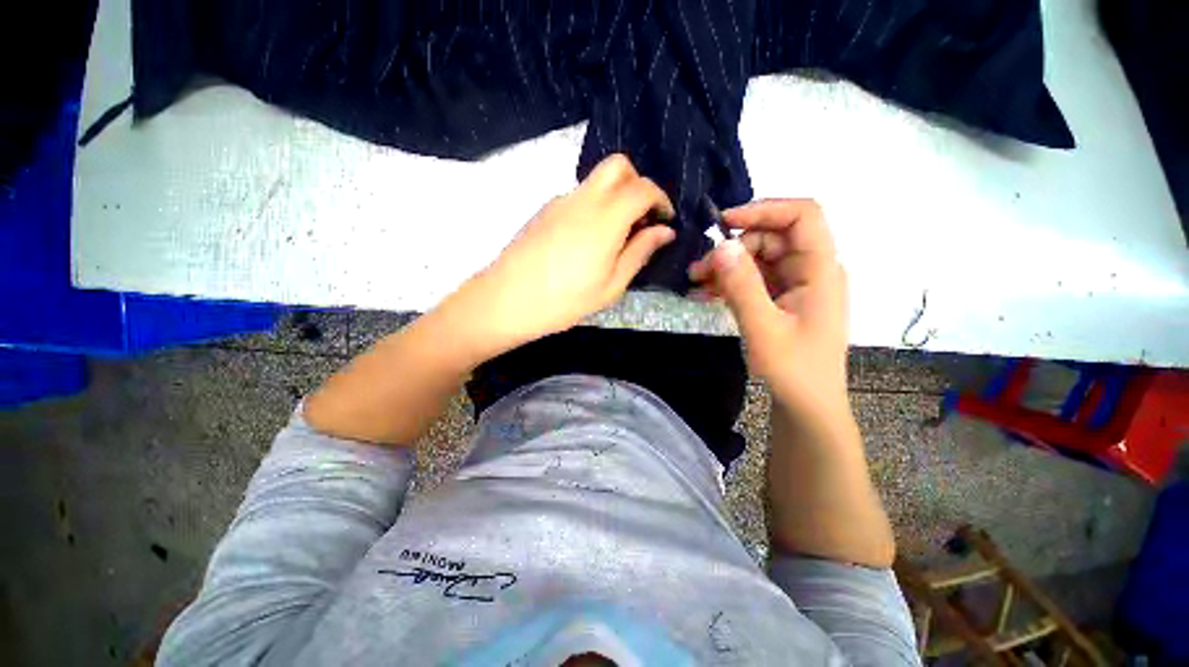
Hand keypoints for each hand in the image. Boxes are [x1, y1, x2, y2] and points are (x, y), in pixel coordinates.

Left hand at [444, 154, 674, 353]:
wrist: (507, 300)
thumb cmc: (565, 300)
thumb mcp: (611, 285)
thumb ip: (639, 252)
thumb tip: (664, 231)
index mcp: (605, 218)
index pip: (643, 188)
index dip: (661, 200)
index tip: (664, 220)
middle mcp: (583, 199)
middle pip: (618, 166)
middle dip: (637, 184)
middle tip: (640, 218)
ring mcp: (560, 201)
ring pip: (596, 180)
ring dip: (615, 196)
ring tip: (615, 235)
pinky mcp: (545, 209)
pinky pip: (578, 196)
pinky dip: (594, 206)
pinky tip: (587, 240)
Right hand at [688, 199, 849, 419]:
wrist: (807, 406)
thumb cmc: (793, 370)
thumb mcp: (763, 328)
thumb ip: (742, 286)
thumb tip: (721, 246)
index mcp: (821, 270)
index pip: (802, 216)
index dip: (764, 210)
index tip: (723, 224)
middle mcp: (811, 270)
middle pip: (772, 238)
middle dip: (733, 248)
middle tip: (698, 269)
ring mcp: (796, 285)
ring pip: (758, 259)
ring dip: (726, 267)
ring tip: (695, 282)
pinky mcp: (782, 300)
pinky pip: (754, 280)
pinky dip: (730, 283)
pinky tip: (705, 294)